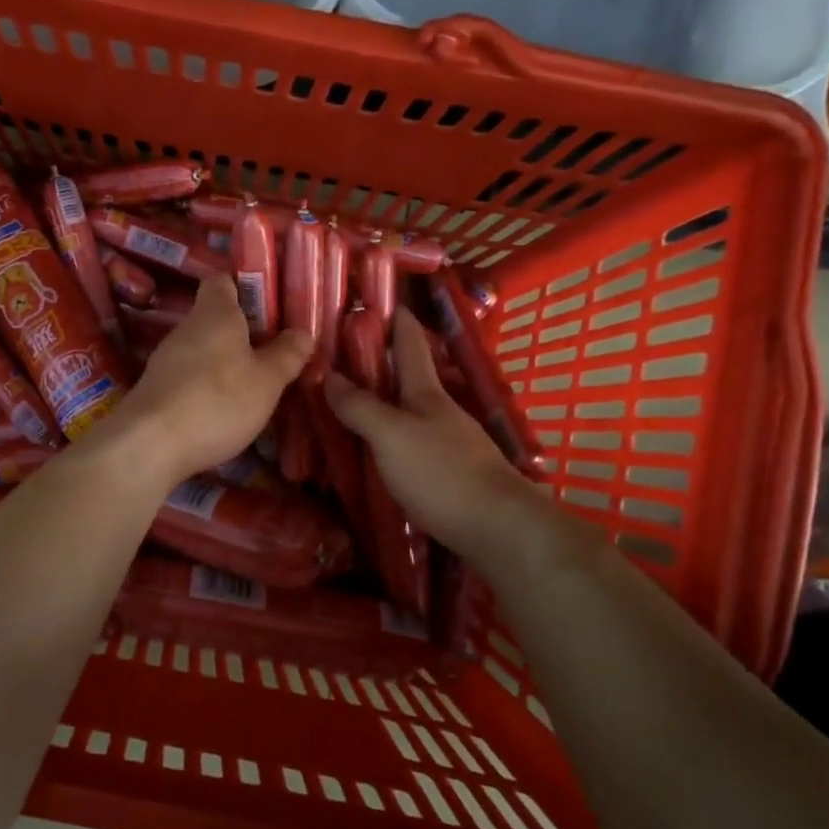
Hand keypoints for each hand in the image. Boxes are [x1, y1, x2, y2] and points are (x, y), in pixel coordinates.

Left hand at [102, 274, 313, 487]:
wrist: (150, 445)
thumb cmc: (217, 400)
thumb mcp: (267, 380)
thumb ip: (287, 354)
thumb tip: (303, 332)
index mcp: (215, 312)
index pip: (223, 280)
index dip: (245, 285)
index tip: (271, 302)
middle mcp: (187, 328)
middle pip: (216, 318)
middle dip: (245, 331)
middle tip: (277, 348)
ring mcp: (167, 359)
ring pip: (204, 349)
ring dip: (228, 361)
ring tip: (258, 381)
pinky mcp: (158, 389)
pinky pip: (191, 376)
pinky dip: (210, 385)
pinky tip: (227, 408)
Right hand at [325, 307, 547, 564]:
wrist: (500, 529)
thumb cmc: (442, 473)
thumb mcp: (391, 436)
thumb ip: (360, 407)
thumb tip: (328, 375)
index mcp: (426, 393)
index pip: (410, 344)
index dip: (396, 319)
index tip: (378, 299)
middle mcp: (440, 412)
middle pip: (410, 377)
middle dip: (382, 362)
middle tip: (344, 355)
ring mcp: (450, 443)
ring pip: (410, 412)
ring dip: (385, 402)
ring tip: (351, 403)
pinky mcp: (451, 474)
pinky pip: (412, 443)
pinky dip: (391, 437)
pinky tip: (377, 452)